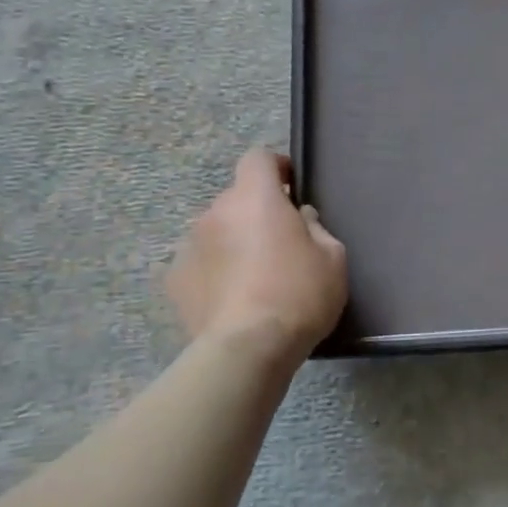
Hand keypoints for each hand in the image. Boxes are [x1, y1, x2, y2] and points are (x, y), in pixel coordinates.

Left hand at [166, 150, 347, 357]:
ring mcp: (189, 246)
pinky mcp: (175, 280)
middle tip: (281, 244)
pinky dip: (216, 271)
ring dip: (234, 242)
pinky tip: (233, 298)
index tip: (291, 188)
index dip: (276, 168)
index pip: (257, 158)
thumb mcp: (333, 257)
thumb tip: (300, 218)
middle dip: (257, 212)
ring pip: (217, 231)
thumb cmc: (299, 294)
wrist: (248, 348)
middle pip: (237, 199)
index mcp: (255, 198)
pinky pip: (201, 263)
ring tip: (254, 277)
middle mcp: (215, 212)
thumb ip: (316, 227)